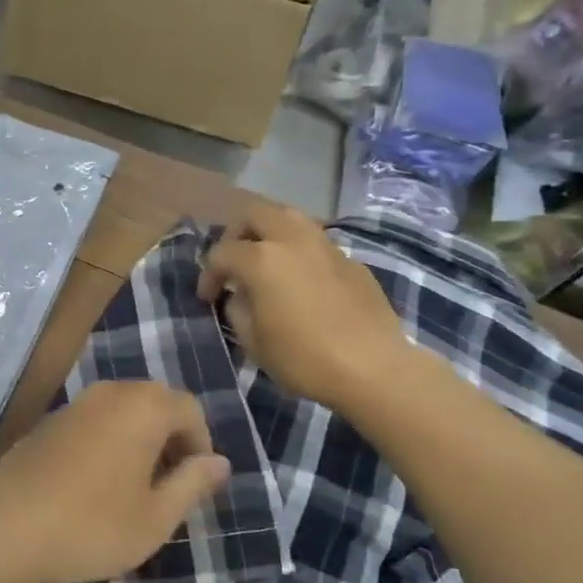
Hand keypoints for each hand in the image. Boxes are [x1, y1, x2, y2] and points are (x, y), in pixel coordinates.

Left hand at [0, 381, 230, 582]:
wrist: (5, 528)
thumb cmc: (92, 526)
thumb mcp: (156, 517)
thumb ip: (193, 483)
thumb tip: (220, 462)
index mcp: (143, 407)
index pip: (190, 409)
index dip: (201, 444)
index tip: (196, 484)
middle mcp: (111, 393)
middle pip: (156, 403)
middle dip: (172, 439)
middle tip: (170, 486)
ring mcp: (76, 404)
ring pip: (124, 411)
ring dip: (140, 440)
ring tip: (136, 488)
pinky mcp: (49, 421)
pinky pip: (95, 420)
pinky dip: (110, 441)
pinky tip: (97, 484)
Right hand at [198, 203, 410, 417]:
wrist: (374, 368)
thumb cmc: (304, 359)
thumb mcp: (254, 342)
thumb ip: (239, 310)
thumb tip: (240, 296)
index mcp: (262, 259)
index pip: (222, 253)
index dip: (209, 275)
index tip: (208, 298)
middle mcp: (292, 240)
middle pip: (255, 214)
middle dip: (237, 233)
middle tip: (234, 262)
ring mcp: (326, 246)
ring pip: (290, 218)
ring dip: (270, 232)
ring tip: (266, 260)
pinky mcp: (351, 260)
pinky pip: (316, 243)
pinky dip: (300, 252)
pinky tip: (302, 280)